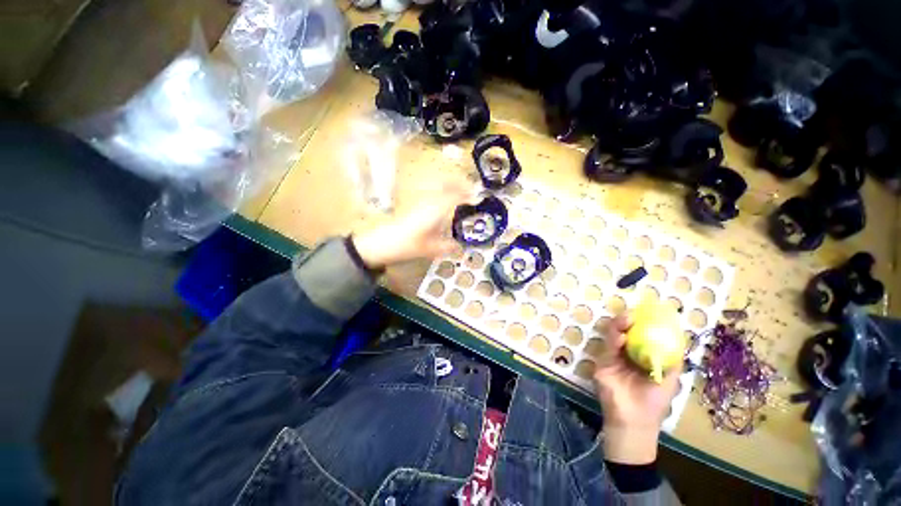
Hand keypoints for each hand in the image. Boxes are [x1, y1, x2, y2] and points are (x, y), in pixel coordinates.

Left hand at [352, 175, 472, 268]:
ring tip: (462, 196)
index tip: (479, 197)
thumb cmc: (409, 244)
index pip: (456, 194)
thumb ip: (449, 247)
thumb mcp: (432, 250)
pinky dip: (444, 194)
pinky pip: (434, 194)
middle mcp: (430, 201)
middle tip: (472, 192)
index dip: (469, 193)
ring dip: (452, 187)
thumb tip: (461, 248)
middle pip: (447, 184)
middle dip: (461, 184)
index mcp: (437, 209)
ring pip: (440, 187)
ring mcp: (422, 201)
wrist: (384, 242)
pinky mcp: (416, 205)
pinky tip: (446, 205)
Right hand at [594, 315, 680, 464]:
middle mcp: (626, 355)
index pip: (641, 336)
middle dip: (628, 322)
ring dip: (619, 326)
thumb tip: (679, 339)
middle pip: (625, 333)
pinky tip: (621, 336)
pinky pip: (608, 348)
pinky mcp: (603, 363)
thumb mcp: (668, 381)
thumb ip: (671, 362)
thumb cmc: (654, 402)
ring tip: (626, 318)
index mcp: (642, 357)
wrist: (634, 421)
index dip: (643, 324)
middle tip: (633, 314)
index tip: (648, 313)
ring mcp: (613, 358)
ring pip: (614, 336)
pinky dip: (613, 340)